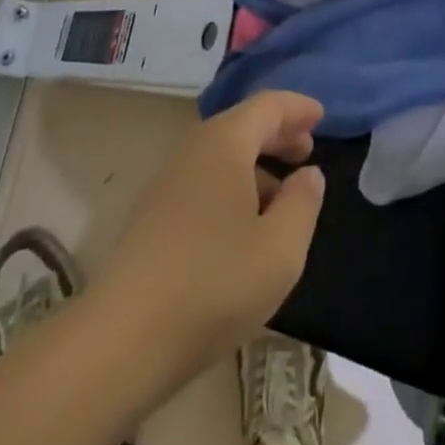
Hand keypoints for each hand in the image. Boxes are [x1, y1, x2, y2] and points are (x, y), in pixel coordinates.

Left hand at [94, 91, 326, 375]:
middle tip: (307, 151)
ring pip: (221, 155)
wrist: (123, 339)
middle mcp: (194, 148)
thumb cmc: (214, 283)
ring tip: (282, 196)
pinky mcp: (153, 214)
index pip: (268, 105)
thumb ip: (303, 203)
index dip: (297, 108)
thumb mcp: (280, 249)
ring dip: (255, 165)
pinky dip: (233, 186)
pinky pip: (204, 180)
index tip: (322, 116)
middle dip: (277, 134)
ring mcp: (168, 180)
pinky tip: (244, 226)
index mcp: (225, 142)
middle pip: (242, 125)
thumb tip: (308, 174)